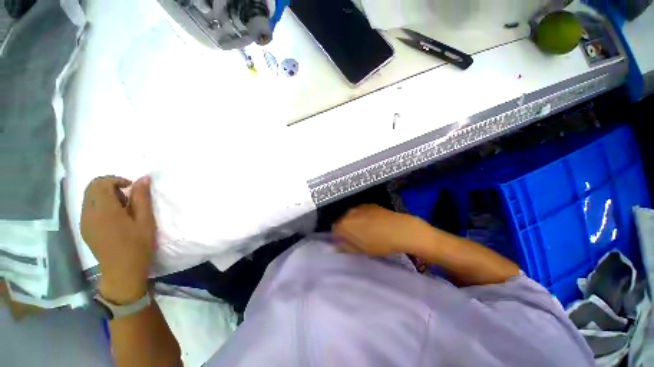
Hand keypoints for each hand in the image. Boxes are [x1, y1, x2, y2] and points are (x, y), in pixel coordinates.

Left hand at [81, 176, 156, 303]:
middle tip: (128, 198)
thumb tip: (143, 179)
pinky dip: (100, 205)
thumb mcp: (145, 220)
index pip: (100, 183)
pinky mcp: (85, 228)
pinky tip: (114, 218)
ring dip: (105, 196)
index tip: (131, 187)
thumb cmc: (138, 244)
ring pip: (89, 197)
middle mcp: (89, 213)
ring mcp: (84, 221)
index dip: (116, 180)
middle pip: (92, 188)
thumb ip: (142, 198)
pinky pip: (88, 208)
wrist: (122, 270)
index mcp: (104, 210)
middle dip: (110, 186)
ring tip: (122, 209)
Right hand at [332, 205, 427, 256]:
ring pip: (352, 215)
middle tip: (356, 238)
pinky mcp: (369, 204)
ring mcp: (360, 207)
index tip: (345, 242)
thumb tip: (335, 246)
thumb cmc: (379, 243)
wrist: (400, 229)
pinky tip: (373, 223)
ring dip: (354, 222)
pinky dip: (363, 216)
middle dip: (346, 228)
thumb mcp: (360, 250)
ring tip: (366, 230)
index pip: (334, 229)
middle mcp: (349, 213)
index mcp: (344, 224)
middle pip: (342, 221)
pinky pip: (361, 211)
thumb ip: (344, 247)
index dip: (338, 237)